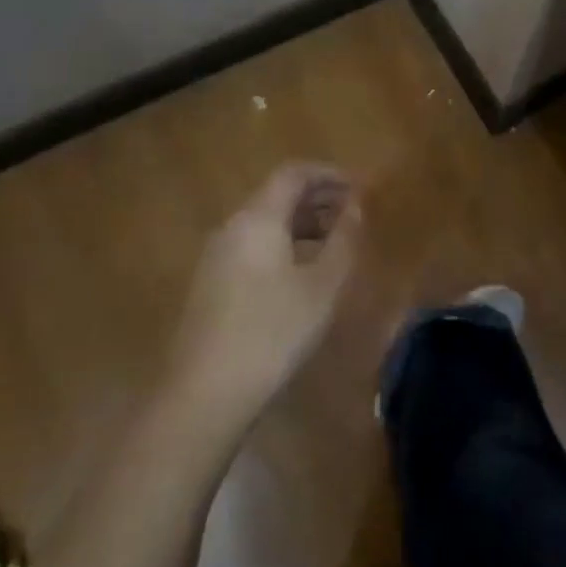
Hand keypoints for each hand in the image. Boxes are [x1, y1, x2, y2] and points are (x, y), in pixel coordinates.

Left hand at [163, 163, 362, 429]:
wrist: (205, 392)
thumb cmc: (273, 331)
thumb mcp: (322, 285)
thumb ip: (344, 239)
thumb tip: (356, 206)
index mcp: (258, 218)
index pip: (293, 173)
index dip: (329, 174)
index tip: (359, 188)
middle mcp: (232, 227)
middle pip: (277, 195)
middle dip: (319, 198)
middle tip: (354, 215)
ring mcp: (216, 256)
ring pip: (265, 222)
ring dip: (302, 223)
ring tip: (336, 243)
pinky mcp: (211, 283)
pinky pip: (253, 245)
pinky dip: (284, 244)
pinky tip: (303, 273)